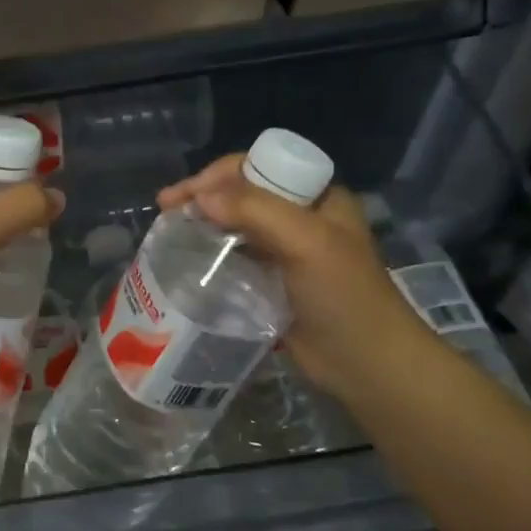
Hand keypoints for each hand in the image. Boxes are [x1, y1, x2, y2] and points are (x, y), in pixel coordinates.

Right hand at [157, 157, 440, 402]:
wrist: (366, 364)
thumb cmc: (343, 295)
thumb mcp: (306, 241)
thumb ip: (255, 210)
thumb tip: (199, 196)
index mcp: (316, 196)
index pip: (258, 167)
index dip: (218, 174)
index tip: (185, 194)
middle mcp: (300, 217)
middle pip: (242, 194)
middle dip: (203, 197)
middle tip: (164, 210)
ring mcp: (285, 251)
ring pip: (235, 225)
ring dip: (203, 224)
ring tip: (167, 233)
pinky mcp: (271, 282)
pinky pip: (234, 258)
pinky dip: (210, 254)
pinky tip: (187, 261)